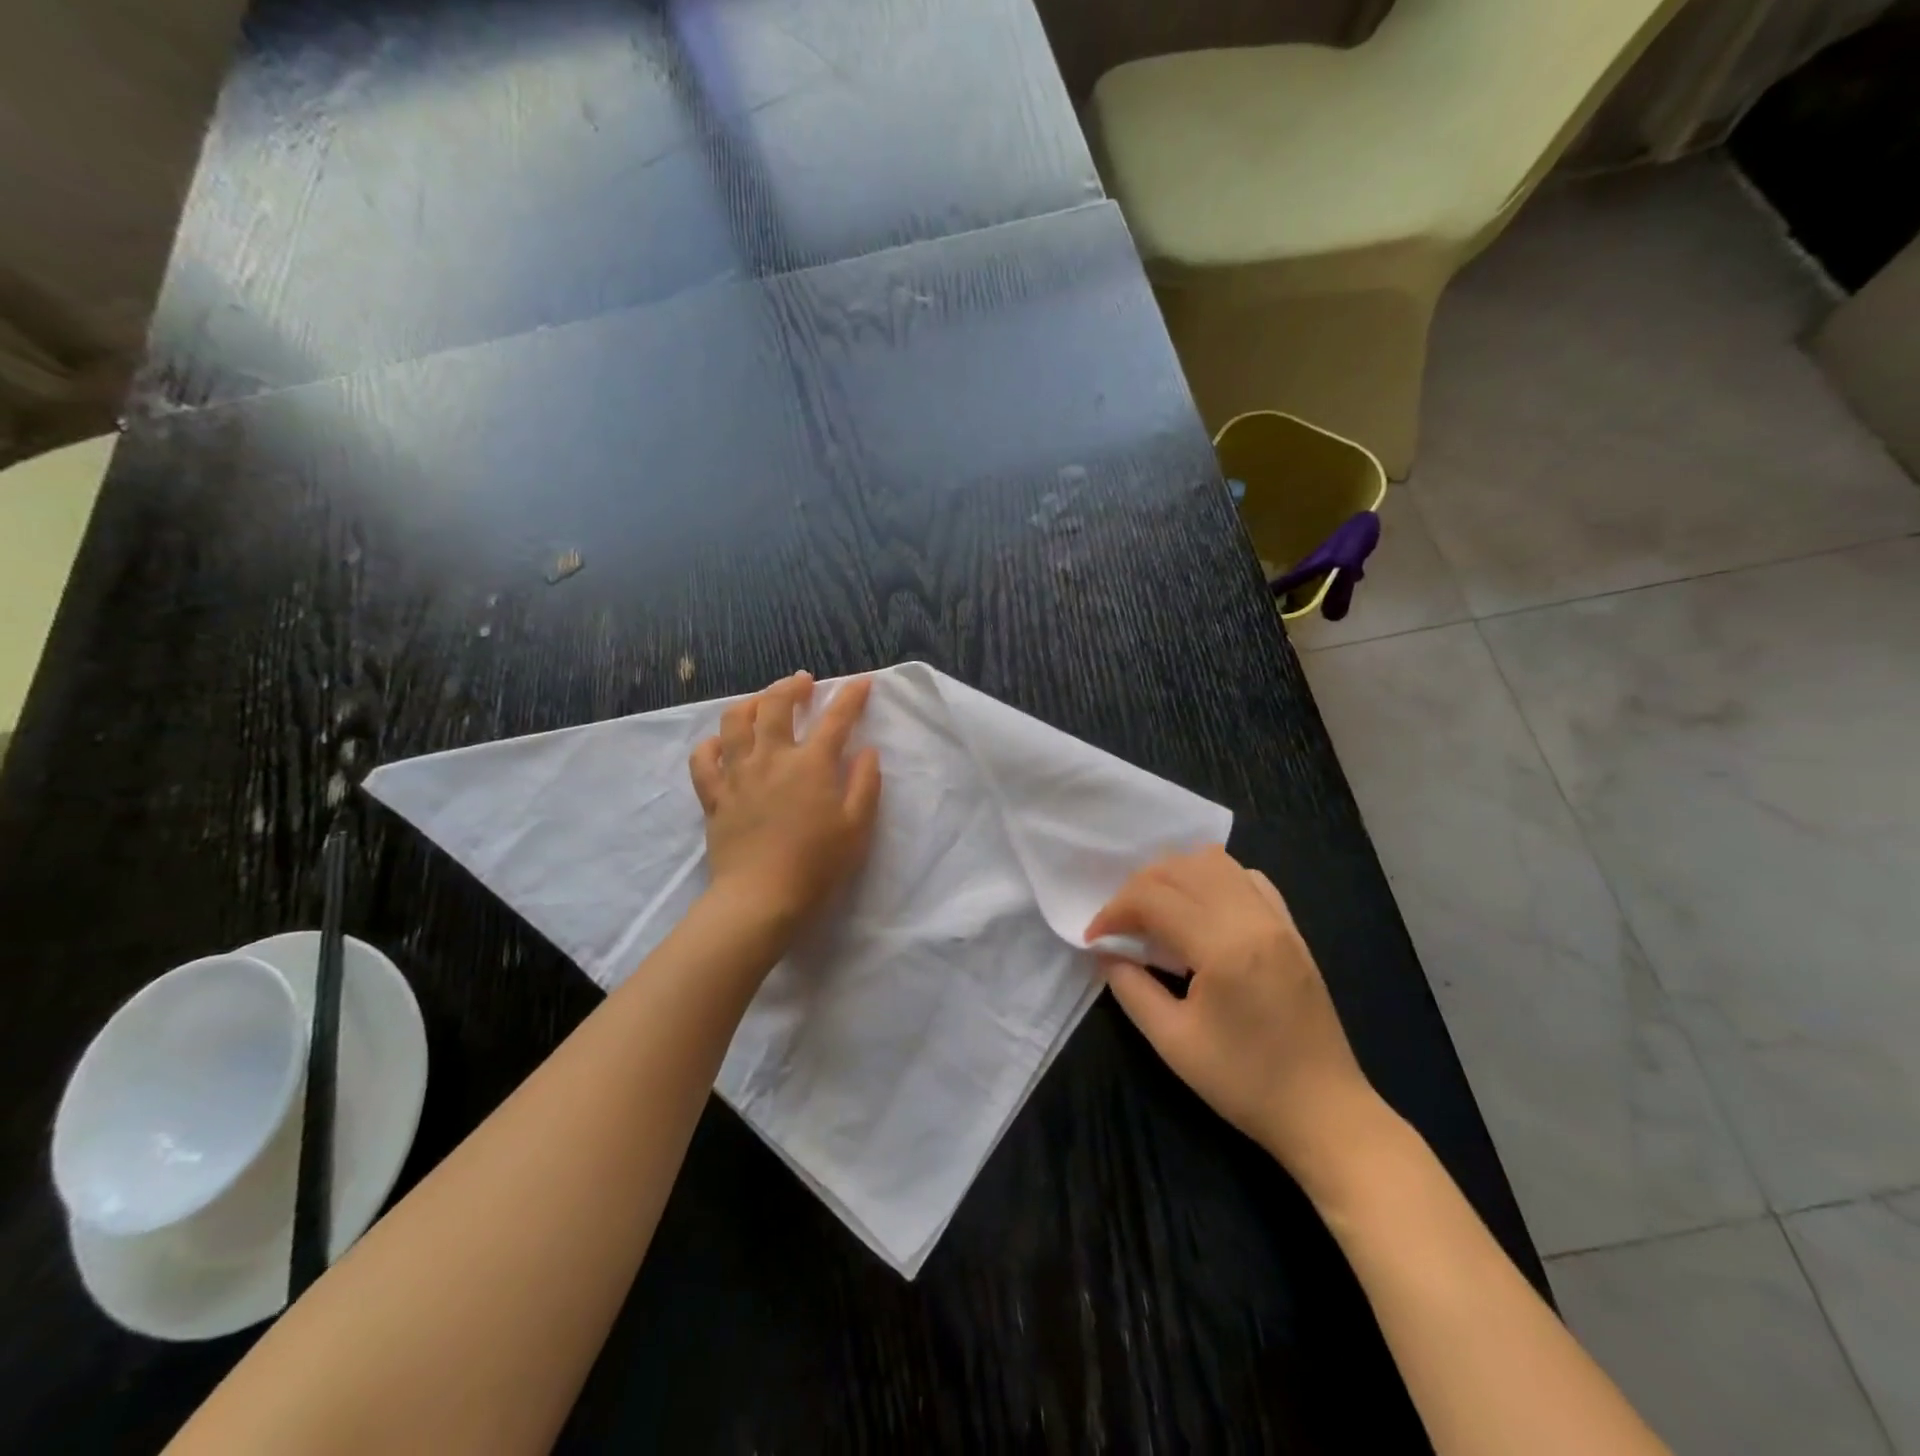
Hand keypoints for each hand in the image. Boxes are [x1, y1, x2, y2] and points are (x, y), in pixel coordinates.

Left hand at [689, 672, 881, 935]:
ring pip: (735, 722)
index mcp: (811, 764)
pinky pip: (704, 760)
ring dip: (750, 703)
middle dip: (791, 686)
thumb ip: (865, 783)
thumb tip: (866, 750)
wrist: (760, 898)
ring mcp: (738, 774)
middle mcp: (772, 758)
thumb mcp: (857, 826)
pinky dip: (711, 744)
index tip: (861, 682)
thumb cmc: (817, 865)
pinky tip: (720, 743)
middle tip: (802, 682)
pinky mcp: (714, 796)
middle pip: (776, 705)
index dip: (851, 696)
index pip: (836, 718)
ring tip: (761, 702)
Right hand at [1086, 847, 1385, 1189]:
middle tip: (1120, 924)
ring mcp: (1278, 918)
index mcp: (1224, 946)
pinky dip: (1213, 879)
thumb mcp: (1173, 1042)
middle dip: (1138, 887)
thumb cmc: (1245, 1083)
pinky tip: (1200, 911)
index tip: (1095, 938)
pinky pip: (1246, 878)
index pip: (1154, 897)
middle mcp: (1253, 917)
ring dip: (1175, 876)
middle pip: (1181, 868)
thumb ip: (1131, 988)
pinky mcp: (1291, 928)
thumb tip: (1106, 953)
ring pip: (1215, 862)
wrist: (1325, 1111)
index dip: (1114, 911)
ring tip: (1156, 911)